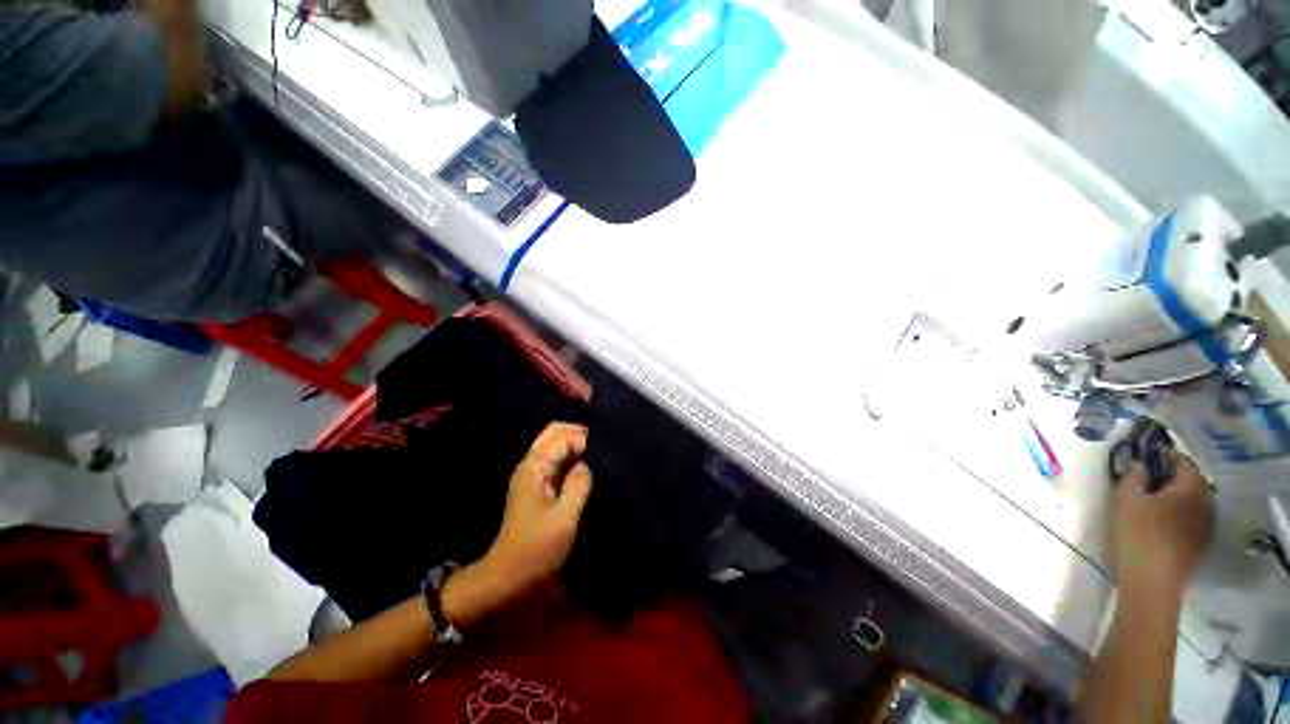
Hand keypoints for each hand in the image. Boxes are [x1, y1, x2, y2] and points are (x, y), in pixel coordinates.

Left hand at [477, 423, 592, 595]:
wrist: (509, 574)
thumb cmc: (537, 547)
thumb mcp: (565, 516)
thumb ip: (579, 484)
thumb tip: (586, 464)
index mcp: (534, 467)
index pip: (561, 437)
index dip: (582, 440)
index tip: (602, 453)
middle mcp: (531, 464)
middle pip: (554, 433)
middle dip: (577, 434)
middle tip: (600, 446)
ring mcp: (532, 474)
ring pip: (554, 444)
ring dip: (574, 445)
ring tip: (597, 454)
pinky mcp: (537, 485)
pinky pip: (555, 460)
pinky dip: (570, 457)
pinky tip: (585, 467)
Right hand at [1113, 450, 1214, 596]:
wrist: (1153, 581)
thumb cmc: (1139, 534)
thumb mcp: (1126, 498)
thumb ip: (1134, 475)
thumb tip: (1141, 465)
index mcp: (1192, 488)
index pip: (1182, 461)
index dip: (1163, 455)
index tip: (1144, 457)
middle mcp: (1207, 502)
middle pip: (1191, 481)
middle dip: (1171, 477)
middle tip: (1146, 480)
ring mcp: (1208, 525)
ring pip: (1193, 501)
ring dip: (1176, 496)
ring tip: (1153, 502)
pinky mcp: (1203, 542)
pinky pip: (1193, 518)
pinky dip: (1180, 513)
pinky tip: (1163, 523)